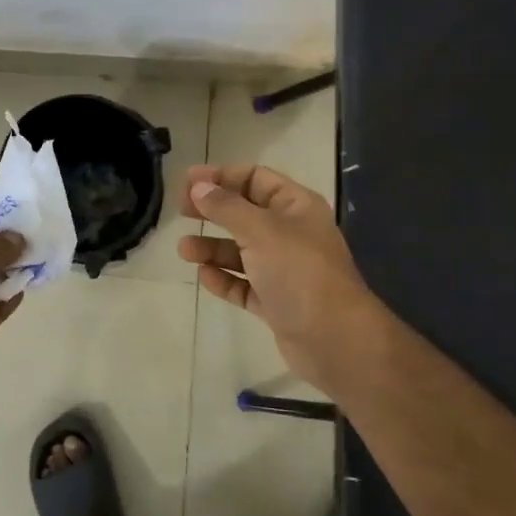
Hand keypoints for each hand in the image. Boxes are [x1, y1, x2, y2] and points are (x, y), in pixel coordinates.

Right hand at [178, 164, 381, 394]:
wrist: (334, 339)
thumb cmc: (299, 272)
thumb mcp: (260, 230)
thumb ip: (226, 207)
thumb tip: (197, 186)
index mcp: (296, 206)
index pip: (255, 178)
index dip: (221, 176)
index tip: (187, 182)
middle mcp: (291, 233)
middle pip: (245, 213)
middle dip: (213, 210)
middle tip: (180, 211)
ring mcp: (284, 270)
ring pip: (241, 251)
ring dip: (212, 247)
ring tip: (184, 251)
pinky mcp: (275, 302)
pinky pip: (243, 284)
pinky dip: (224, 279)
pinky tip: (204, 277)